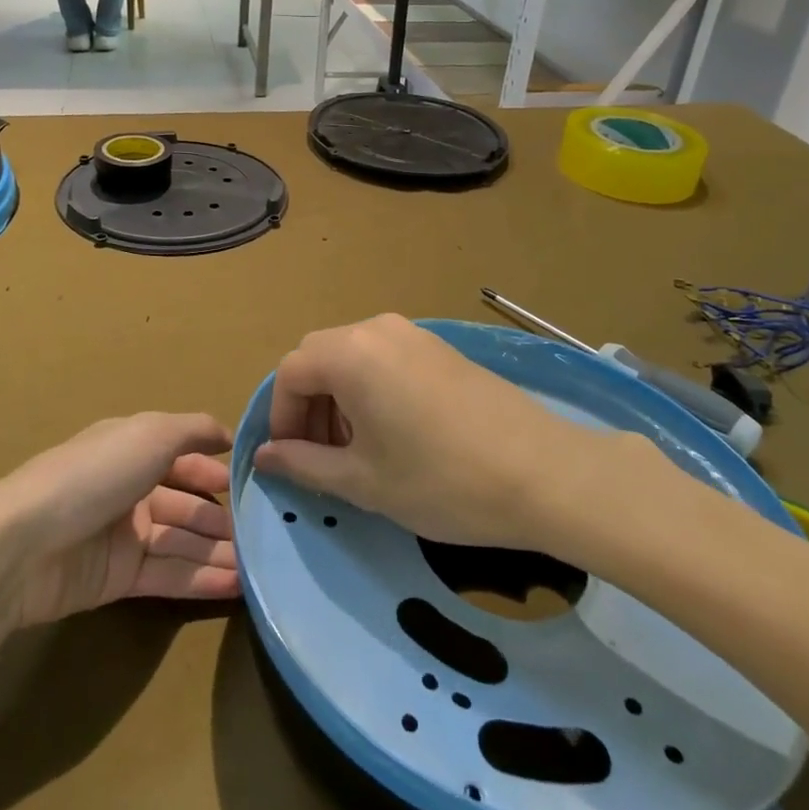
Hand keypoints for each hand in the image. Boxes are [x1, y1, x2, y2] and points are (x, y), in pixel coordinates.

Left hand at [0, 412, 240, 627]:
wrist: (23, 545)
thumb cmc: (93, 475)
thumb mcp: (150, 434)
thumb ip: (194, 430)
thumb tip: (229, 433)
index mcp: (131, 448)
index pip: (182, 456)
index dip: (214, 468)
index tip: (253, 482)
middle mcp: (129, 488)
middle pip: (185, 503)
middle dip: (222, 517)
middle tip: (265, 534)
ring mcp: (122, 535)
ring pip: (181, 542)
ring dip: (219, 552)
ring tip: (261, 566)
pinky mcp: (117, 579)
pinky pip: (168, 575)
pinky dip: (201, 579)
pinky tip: (237, 586)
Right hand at [253, 313, 663, 550]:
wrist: (544, 472)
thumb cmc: (441, 480)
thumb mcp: (363, 481)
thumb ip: (304, 464)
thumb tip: (264, 456)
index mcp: (350, 353)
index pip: (290, 373)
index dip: (281, 417)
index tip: (290, 460)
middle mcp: (376, 329)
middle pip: (318, 357)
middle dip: (308, 406)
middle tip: (321, 457)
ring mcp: (413, 334)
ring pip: (352, 357)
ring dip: (338, 398)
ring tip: (357, 450)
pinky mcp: (440, 348)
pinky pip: (384, 358)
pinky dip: (369, 389)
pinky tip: (394, 432)